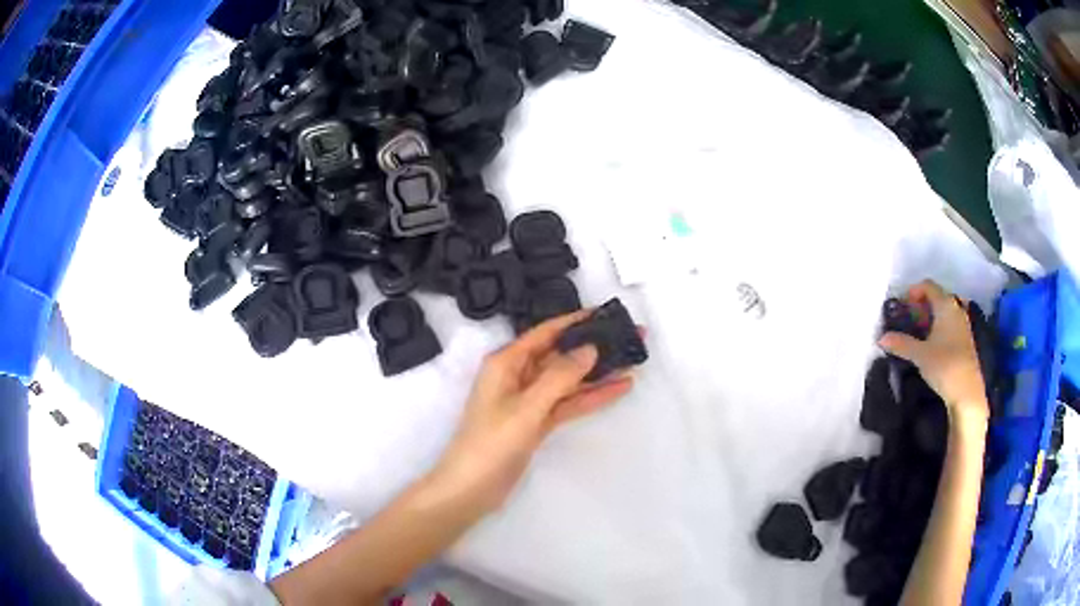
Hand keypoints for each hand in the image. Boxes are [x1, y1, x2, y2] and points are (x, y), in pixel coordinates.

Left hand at [427, 310, 635, 513]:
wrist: (471, 489)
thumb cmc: (491, 443)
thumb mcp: (526, 407)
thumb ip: (559, 377)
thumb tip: (590, 348)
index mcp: (506, 363)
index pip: (546, 333)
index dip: (575, 321)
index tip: (606, 313)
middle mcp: (518, 376)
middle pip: (561, 354)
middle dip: (594, 346)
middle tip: (630, 335)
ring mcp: (529, 401)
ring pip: (569, 380)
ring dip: (598, 372)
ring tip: (633, 359)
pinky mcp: (538, 422)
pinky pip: (568, 403)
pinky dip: (591, 397)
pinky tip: (619, 388)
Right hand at [878, 280, 988, 424]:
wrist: (967, 392)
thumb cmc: (945, 366)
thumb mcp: (920, 355)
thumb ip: (901, 344)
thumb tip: (881, 338)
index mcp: (946, 305)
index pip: (928, 286)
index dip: (912, 292)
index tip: (900, 306)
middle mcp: (956, 308)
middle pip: (935, 297)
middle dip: (919, 306)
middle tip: (905, 321)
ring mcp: (962, 324)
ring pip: (942, 312)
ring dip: (928, 318)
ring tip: (915, 334)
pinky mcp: (964, 339)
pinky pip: (948, 324)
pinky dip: (937, 327)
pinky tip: (929, 344)